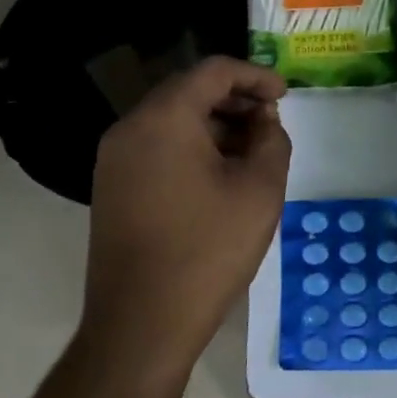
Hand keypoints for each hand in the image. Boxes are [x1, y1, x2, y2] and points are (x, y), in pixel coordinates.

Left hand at [83, 57, 290, 378]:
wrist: (140, 326)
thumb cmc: (207, 251)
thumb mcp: (260, 189)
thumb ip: (272, 139)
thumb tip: (264, 120)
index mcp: (164, 118)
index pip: (214, 71)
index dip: (255, 75)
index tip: (284, 94)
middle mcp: (130, 127)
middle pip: (189, 90)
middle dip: (235, 99)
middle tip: (271, 121)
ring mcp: (114, 158)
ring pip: (172, 119)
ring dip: (215, 124)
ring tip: (252, 150)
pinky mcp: (112, 186)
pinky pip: (156, 145)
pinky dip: (191, 145)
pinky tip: (220, 173)